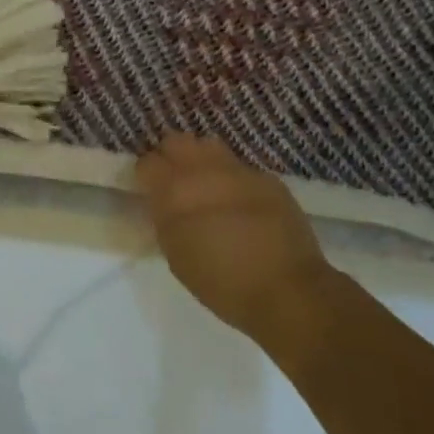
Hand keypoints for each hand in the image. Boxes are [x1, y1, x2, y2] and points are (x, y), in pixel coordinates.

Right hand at [135, 134, 334, 336]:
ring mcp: (238, 171)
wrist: (287, 291)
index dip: (146, 175)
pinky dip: (234, 180)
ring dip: (202, 161)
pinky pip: (241, 168)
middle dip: (171, 157)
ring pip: (209, 146)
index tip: (150, 190)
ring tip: (207, 185)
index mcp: (174, 191)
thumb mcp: (176, 256)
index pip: (147, 162)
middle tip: (176, 183)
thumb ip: (164, 219)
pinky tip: (242, 203)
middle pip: (176, 141)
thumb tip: (162, 202)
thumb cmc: (222, 284)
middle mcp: (203, 170)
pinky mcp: (267, 178)